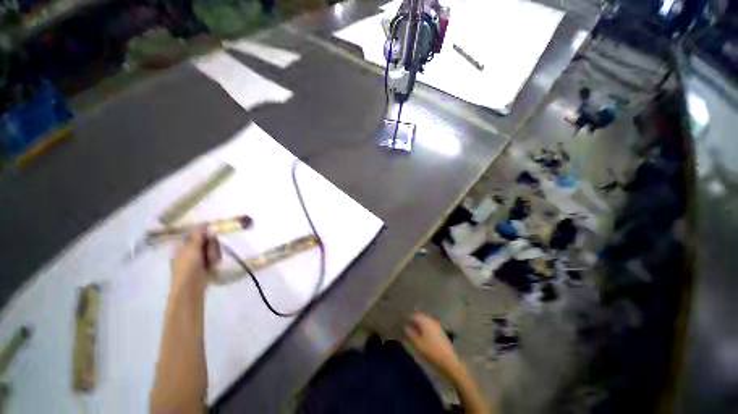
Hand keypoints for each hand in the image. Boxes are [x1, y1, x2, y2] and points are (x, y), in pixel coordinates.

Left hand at [171, 227, 220, 293]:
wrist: (191, 287)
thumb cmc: (187, 267)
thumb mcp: (192, 249)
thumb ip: (198, 236)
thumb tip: (203, 223)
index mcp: (183, 245)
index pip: (197, 234)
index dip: (205, 234)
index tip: (212, 234)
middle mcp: (191, 250)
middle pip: (207, 241)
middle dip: (212, 245)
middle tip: (210, 252)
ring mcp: (199, 258)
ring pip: (212, 248)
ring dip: (214, 253)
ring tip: (212, 261)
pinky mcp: (207, 264)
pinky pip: (215, 256)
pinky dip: (215, 260)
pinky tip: (213, 265)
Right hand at [404, 312, 460, 377]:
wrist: (449, 362)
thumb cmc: (431, 352)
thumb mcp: (418, 344)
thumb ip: (410, 333)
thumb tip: (405, 326)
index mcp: (425, 321)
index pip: (413, 315)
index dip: (407, 318)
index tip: (401, 321)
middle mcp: (431, 320)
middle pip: (420, 316)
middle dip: (413, 319)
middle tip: (406, 323)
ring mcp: (436, 325)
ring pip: (425, 320)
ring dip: (418, 322)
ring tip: (412, 328)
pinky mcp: (440, 331)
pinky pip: (429, 325)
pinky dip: (424, 326)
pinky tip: (421, 333)